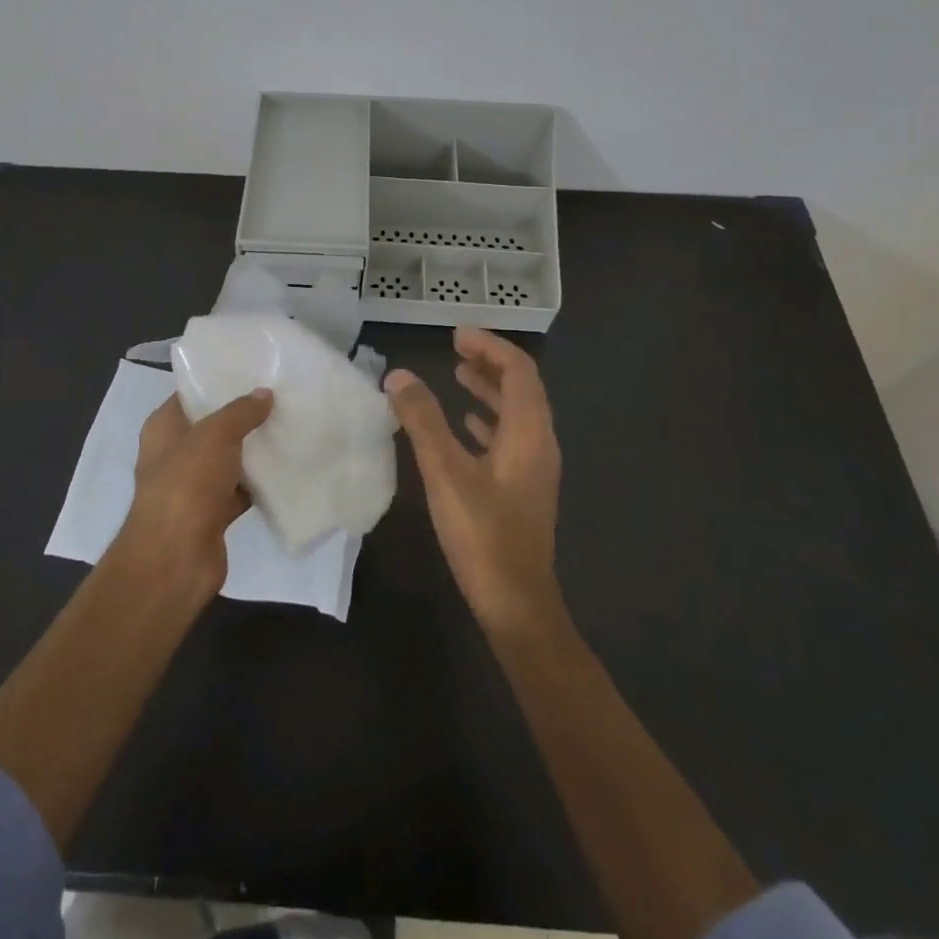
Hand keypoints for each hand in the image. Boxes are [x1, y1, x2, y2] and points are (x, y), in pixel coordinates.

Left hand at [116, 388, 272, 599]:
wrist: (176, 557)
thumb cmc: (187, 484)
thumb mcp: (215, 435)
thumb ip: (240, 412)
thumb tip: (264, 394)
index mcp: (163, 428)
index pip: (190, 394)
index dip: (218, 381)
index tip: (253, 370)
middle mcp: (174, 453)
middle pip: (212, 426)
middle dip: (242, 415)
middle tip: (280, 396)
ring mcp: (192, 486)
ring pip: (228, 459)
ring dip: (253, 450)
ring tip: (289, 426)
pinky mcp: (211, 513)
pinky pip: (239, 490)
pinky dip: (258, 483)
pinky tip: (286, 468)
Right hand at [386, 326, 562, 631]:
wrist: (517, 603)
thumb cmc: (483, 534)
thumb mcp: (445, 473)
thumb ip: (422, 421)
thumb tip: (398, 376)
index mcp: (529, 433)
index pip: (519, 370)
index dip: (490, 346)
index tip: (456, 335)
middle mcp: (540, 444)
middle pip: (522, 388)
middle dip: (490, 362)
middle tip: (455, 348)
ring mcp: (535, 468)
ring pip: (517, 414)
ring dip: (490, 390)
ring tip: (457, 375)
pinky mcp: (524, 489)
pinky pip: (510, 438)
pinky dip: (488, 420)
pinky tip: (464, 426)